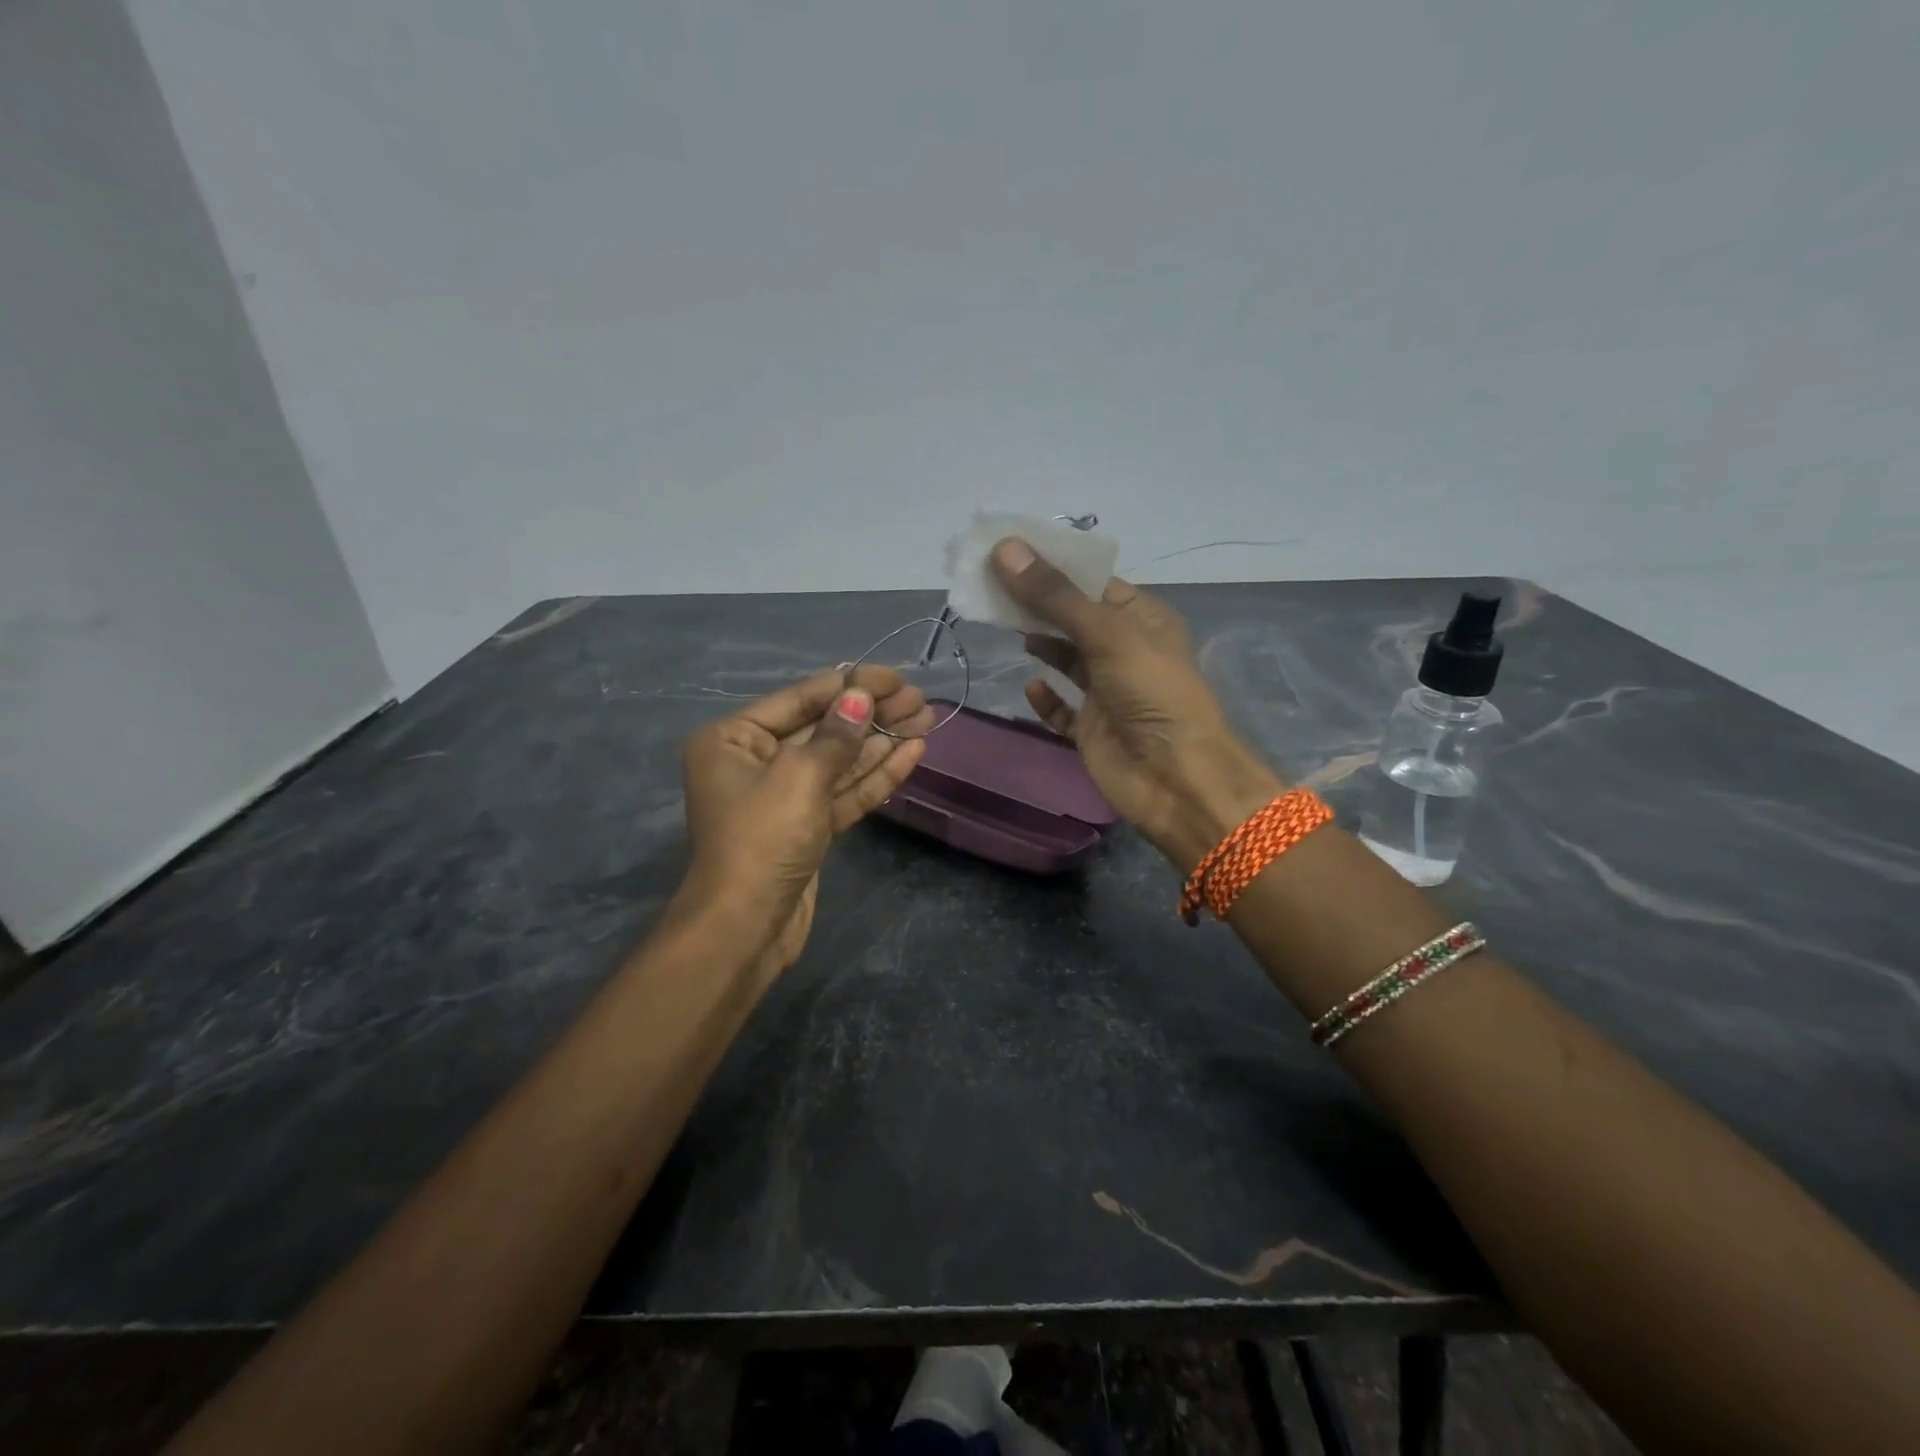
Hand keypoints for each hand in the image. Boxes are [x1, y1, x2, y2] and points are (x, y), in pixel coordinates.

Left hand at [682, 666, 931, 969]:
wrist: (746, 928)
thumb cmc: (762, 839)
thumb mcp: (799, 777)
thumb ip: (836, 734)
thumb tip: (861, 696)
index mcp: (734, 739)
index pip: (801, 700)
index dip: (850, 685)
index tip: (894, 677)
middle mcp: (755, 762)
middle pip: (823, 729)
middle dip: (872, 714)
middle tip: (919, 699)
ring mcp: (784, 797)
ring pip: (839, 761)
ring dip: (881, 742)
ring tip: (925, 718)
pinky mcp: (808, 827)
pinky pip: (843, 792)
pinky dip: (875, 775)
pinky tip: (911, 753)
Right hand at [992, 538, 1284, 870]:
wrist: (1175, 778)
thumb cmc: (1151, 693)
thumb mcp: (1106, 633)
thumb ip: (1054, 596)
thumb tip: (1004, 549)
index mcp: (1142, 619)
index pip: (1092, 582)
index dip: (1052, 566)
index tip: (1007, 551)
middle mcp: (1124, 650)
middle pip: (1073, 618)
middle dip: (1036, 603)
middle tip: (989, 585)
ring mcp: (1107, 691)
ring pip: (1065, 659)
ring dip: (1039, 644)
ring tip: (1001, 623)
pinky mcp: (1091, 728)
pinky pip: (1061, 708)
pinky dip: (1046, 697)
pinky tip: (1031, 686)